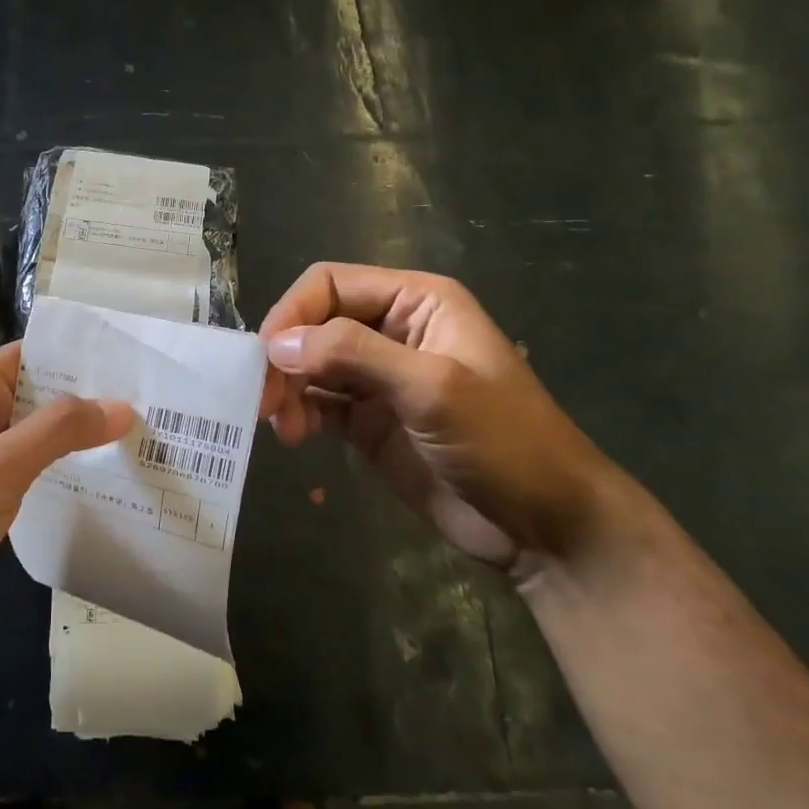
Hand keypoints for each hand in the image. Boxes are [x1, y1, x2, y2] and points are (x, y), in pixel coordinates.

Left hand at [0, 344, 133, 658]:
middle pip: (44, 393)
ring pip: (44, 433)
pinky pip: (39, 468)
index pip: (35, 354)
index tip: (139, 359)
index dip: (83, 354)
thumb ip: (59, 430)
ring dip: (85, 434)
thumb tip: (122, 405)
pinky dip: (70, 467)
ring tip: (148, 433)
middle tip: (159, 401)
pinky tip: (113, 474)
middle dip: (94, 396)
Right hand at [260, 263, 629, 577]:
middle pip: (314, 324)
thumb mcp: (432, 387)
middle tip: (264, 401)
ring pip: (310, 364)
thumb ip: (353, 355)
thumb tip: (276, 343)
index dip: (292, 313)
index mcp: (416, 302)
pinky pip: (318, 403)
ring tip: (284, 428)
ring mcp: (379, 378)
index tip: (264, 357)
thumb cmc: (503, 442)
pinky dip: (298, 414)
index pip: (331, 284)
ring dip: (288, 389)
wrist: (543, 524)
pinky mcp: (368, 420)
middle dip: (285, 357)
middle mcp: (392, 331)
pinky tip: (295, 437)